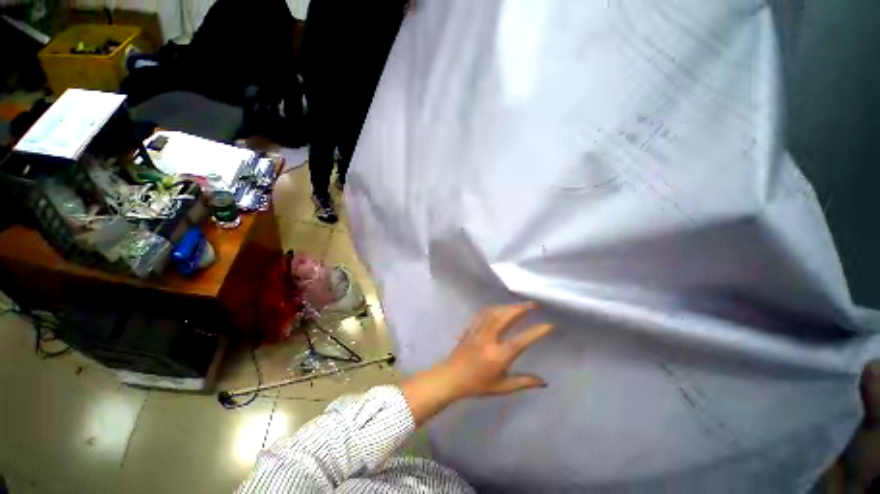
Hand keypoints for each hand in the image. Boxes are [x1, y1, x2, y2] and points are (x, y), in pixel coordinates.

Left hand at [440, 302, 552, 397]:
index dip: (536, 332)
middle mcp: (488, 339)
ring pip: (494, 312)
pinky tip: (501, 306)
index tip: (549, 325)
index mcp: (498, 356)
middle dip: (521, 308)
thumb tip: (544, 382)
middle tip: (535, 305)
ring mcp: (478, 331)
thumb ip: (523, 382)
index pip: (521, 341)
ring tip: (521, 305)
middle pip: (505, 317)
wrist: (451, 377)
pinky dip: (495, 307)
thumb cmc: (477, 384)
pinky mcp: (471, 327)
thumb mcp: (502, 387)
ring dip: (509, 306)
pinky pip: (483, 313)